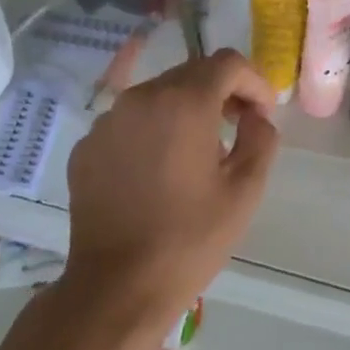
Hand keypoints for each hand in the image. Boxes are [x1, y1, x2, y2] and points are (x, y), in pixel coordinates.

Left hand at [57, 51, 279, 349]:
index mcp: (183, 103)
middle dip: (220, 93)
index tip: (263, 115)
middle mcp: (140, 98)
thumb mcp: (245, 190)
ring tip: (197, 155)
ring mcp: (107, 122)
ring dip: (184, 111)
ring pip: (157, 96)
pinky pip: (129, 123)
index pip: (227, 63)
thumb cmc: (190, 239)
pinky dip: (152, 132)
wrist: (117, 286)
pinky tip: (158, 173)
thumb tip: (256, 116)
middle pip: (190, 74)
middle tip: (238, 129)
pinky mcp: (86, 147)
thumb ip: (261, 138)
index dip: (254, 82)